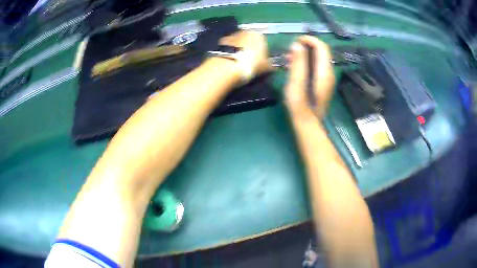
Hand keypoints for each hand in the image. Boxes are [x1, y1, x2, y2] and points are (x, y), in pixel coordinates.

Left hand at [219, 31, 270, 78]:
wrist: (229, 66)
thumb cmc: (252, 64)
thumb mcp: (266, 66)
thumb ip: (271, 64)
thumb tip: (274, 65)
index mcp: (259, 35)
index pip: (263, 41)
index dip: (262, 52)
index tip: (260, 61)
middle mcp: (245, 31)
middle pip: (249, 40)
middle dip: (249, 49)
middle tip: (249, 62)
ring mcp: (231, 36)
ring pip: (238, 43)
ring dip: (239, 50)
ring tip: (238, 62)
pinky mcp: (220, 42)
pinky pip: (228, 47)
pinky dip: (229, 52)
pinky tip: (230, 61)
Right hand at [284, 36, 334, 118]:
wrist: (307, 123)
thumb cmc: (299, 105)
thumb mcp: (295, 83)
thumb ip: (298, 63)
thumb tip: (297, 45)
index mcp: (324, 72)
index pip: (321, 47)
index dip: (309, 40)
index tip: (295, 41)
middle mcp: (328, 72)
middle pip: (321, 51)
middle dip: (306, 46)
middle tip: (290, 51)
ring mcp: (326, 78)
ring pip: (318, 57)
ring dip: (305, 54)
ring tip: (290, 59)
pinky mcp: (322, 82)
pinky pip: (316, 65)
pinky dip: (306, 61)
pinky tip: (295, 67)